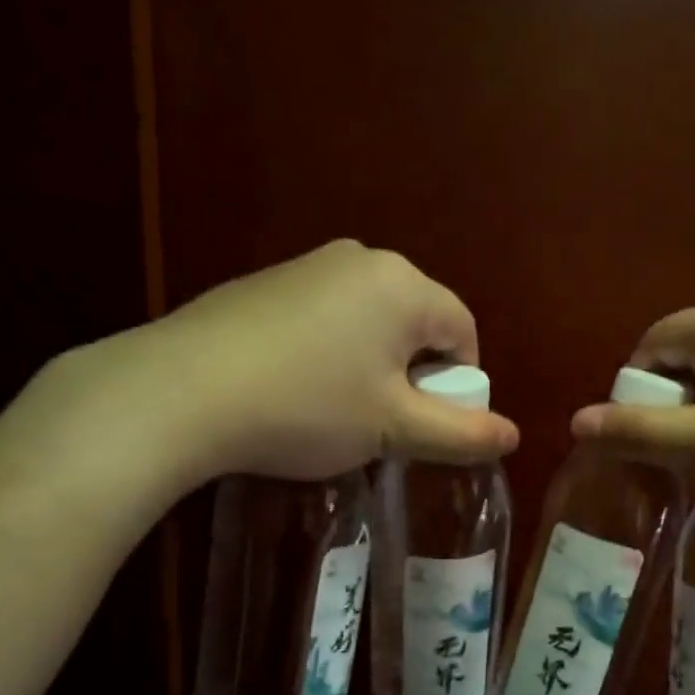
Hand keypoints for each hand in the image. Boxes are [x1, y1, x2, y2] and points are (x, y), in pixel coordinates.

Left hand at [0, 242, 519, 524]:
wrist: (182, 392)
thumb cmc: (309, 407)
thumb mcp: (394, 429)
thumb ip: (461, 433)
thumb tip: (513, 435)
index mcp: (403, 284)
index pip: (463, 330)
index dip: (459, 384)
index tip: (430, 426)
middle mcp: (360, 259)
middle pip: (417, 323)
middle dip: (416, 376)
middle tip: (387, 425)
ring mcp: (308, 266)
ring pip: (370, 323)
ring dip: (374, 368)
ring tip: (341, 414)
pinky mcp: (265, 285)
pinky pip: (326, 319)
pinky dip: (332, 355)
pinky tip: (299, 392)